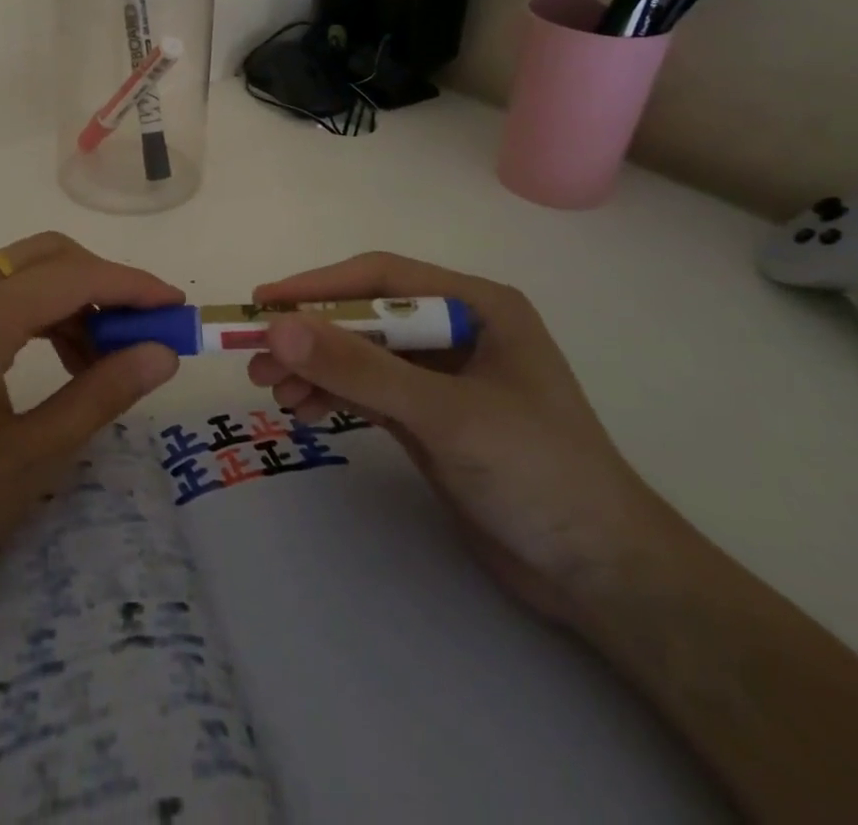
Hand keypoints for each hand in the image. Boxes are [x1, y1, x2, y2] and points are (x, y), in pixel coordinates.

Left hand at [0, 232, 180, 662]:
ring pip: (17, 271)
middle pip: (45, 255)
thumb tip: (162, 353)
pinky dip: (32, 311)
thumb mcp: (29, 460)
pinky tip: (50, 358)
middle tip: (140, 336)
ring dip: (68, 299)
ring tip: (98, 361)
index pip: (72, 276)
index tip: (177, 310)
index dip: (132, 286)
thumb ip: (101, 395)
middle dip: (102, 284)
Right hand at [248, 253, 680, 626]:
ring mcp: (441, 376)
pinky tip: (302, 410)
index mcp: (475, 306)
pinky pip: (368, 391)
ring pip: (361, 356)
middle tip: (256, 358)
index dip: (319, 286)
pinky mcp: (429, 417)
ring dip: (315, 368)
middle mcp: (456, 330)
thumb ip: (360, 370)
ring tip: (270, 390)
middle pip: (365, 318)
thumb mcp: (444, 415)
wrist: (601, 576)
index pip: (382, 280)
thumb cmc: (537, 473)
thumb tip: (278, 329)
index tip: (264, 301)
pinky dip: (333, 396)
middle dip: (311, 337)